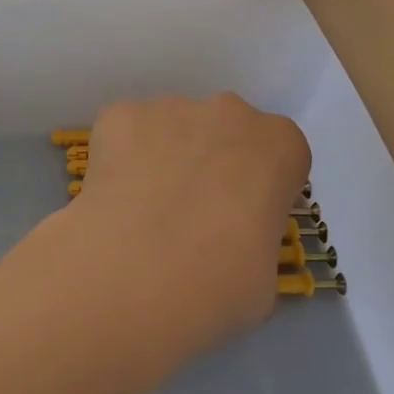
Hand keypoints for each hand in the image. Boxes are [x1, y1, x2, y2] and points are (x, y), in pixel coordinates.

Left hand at [64, 94, 311, 364]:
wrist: (137, 277)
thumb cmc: (220, 286)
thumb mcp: (265, 276)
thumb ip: (253, 237)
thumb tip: (226, 242)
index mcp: (280, 145)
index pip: (277, 157)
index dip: (257, 189)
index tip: (239, 222)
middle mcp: (229, 112)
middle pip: (223, 131)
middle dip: (209, 164)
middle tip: (188, 217)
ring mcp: (170, 107)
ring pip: (170, 129)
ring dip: (163, 160)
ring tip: (142, 215)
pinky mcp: (119, 115)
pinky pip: (124, 134)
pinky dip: (119, 160)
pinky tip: (113, 201)